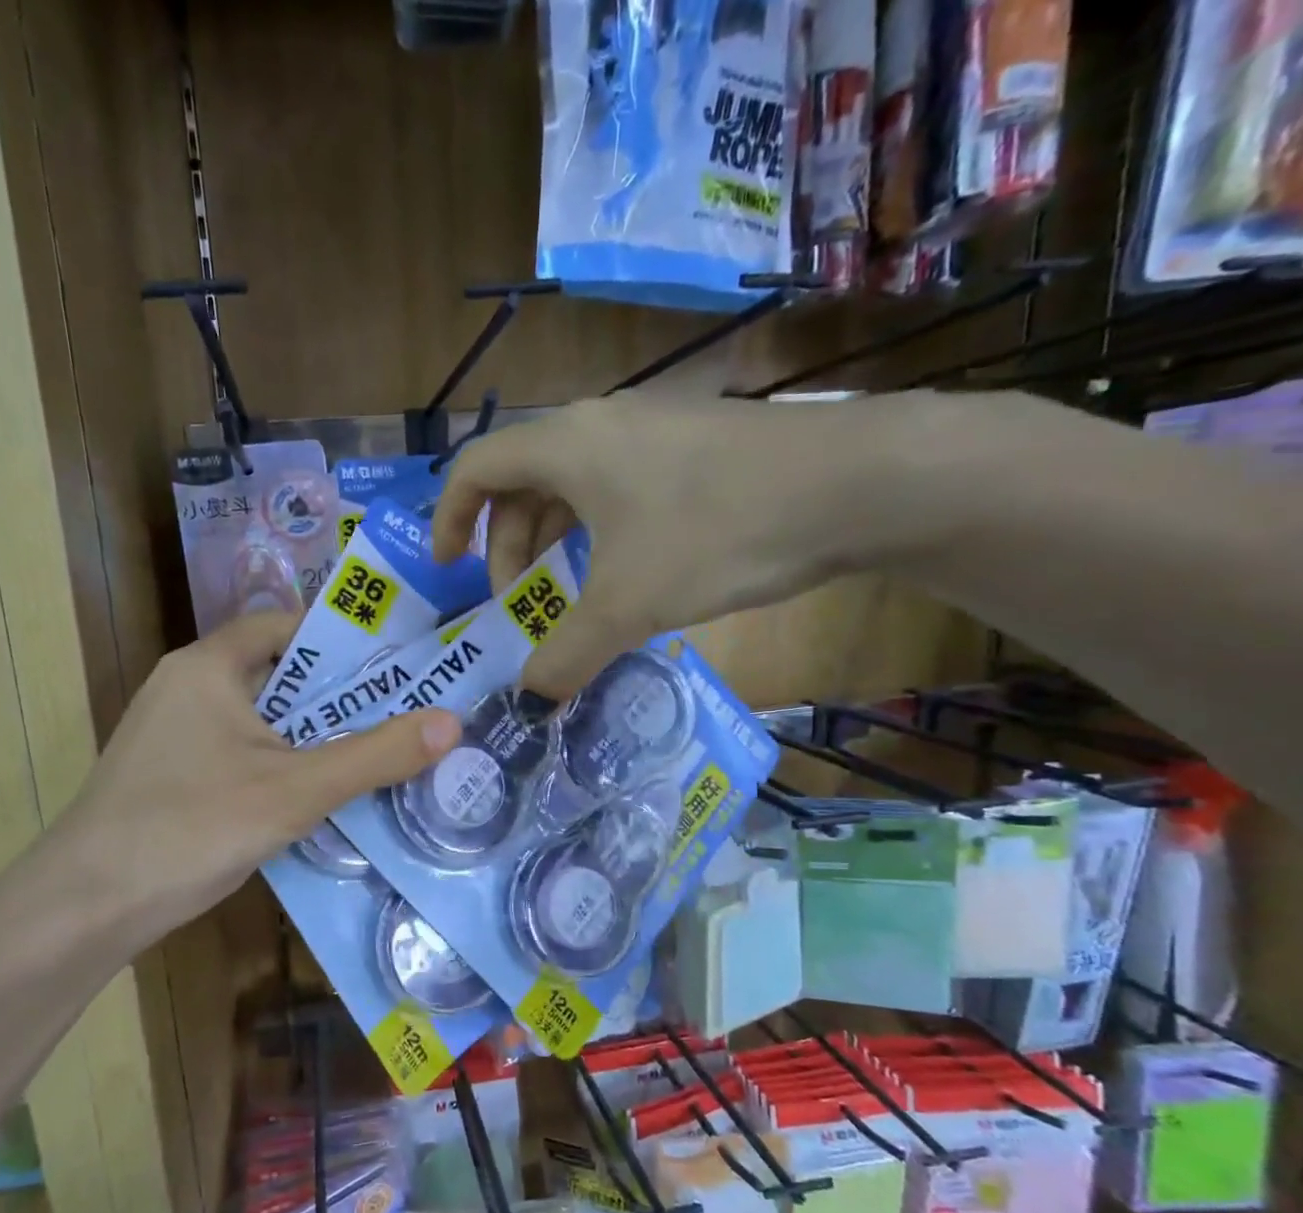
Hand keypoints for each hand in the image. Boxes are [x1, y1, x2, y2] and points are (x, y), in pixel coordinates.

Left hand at [47, 612, 458, 953]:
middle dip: (338, 695)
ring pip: (261, 719)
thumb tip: (452, 723)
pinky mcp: (171, 774)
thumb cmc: (191, 826)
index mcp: (209, 665)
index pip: (287, 626)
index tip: (396, 662)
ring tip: (376, 751)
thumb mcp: (296, 790)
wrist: (87, 905)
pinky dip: (281, 764)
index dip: (342, 639)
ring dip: (312, 735)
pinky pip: (241, 752)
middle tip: (402, 711)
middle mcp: (187, 686)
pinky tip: (317, 795)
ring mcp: (174, 733)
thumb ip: (375, 756)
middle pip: (278, 673)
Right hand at [432, 394, 930, 698]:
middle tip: (519, 603)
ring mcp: (650, 430)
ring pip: (572, 486)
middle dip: (507, 546)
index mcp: (566, 445)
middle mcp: (599, 424)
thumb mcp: (629, 605)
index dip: (449, 518)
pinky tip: (623, 573)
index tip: (448, 570)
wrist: (854, 482)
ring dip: (553, 542)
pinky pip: (616, 487)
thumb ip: (567, 654)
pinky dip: (597, 532)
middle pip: (521, 480)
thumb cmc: (717, 532)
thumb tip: (528, 698)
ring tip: (566, 596)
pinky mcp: (691, 447)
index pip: (474, 467)